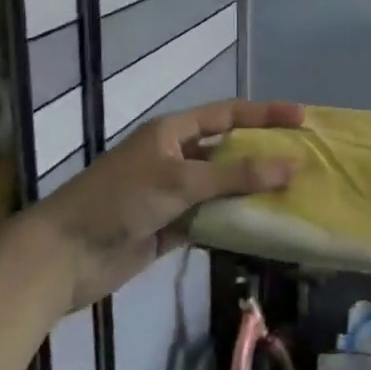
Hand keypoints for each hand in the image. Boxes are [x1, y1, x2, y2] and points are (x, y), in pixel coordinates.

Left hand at [35, 98, 302, 309]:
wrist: (65, 255)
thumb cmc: (120, 201)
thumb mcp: (180, 180)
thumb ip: (236, 175)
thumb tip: (292, 166)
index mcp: (172, 133)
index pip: (227, 114)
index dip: (265, 114)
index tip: (302, 118)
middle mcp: (174, 158)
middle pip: (228, 151)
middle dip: (264, 155)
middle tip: (305, 160)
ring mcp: (173, 195)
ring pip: (223, 188)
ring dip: (252, 192)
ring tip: (294, 196)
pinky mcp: (171, 228)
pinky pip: (212, 220)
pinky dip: (234, 223)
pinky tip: (263, 227)